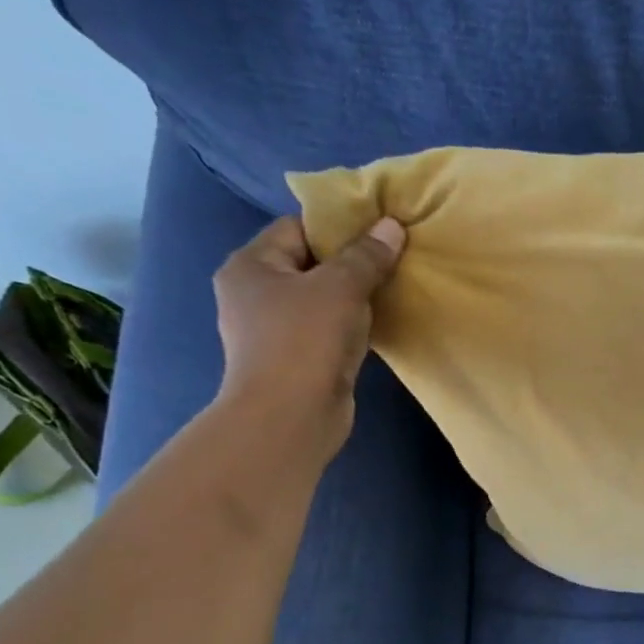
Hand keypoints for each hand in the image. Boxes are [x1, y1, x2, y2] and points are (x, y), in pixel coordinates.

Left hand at [211, 213, 405, 463]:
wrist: (290, 417)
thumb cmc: (305, 341)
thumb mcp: (341, 287)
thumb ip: (366, 255)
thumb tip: (392, 226)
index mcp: (251, 265)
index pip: (297, 228)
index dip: (338, 226)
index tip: (380, 231)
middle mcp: (254, 293)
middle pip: (310, 263)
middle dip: (351, 261)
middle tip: (393, 258)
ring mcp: (273, 330)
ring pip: (321, 299)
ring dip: (354, 296)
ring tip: (392, 289)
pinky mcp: (295, 359)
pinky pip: (327, 328)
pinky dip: (351, 324)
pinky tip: (378, 325)